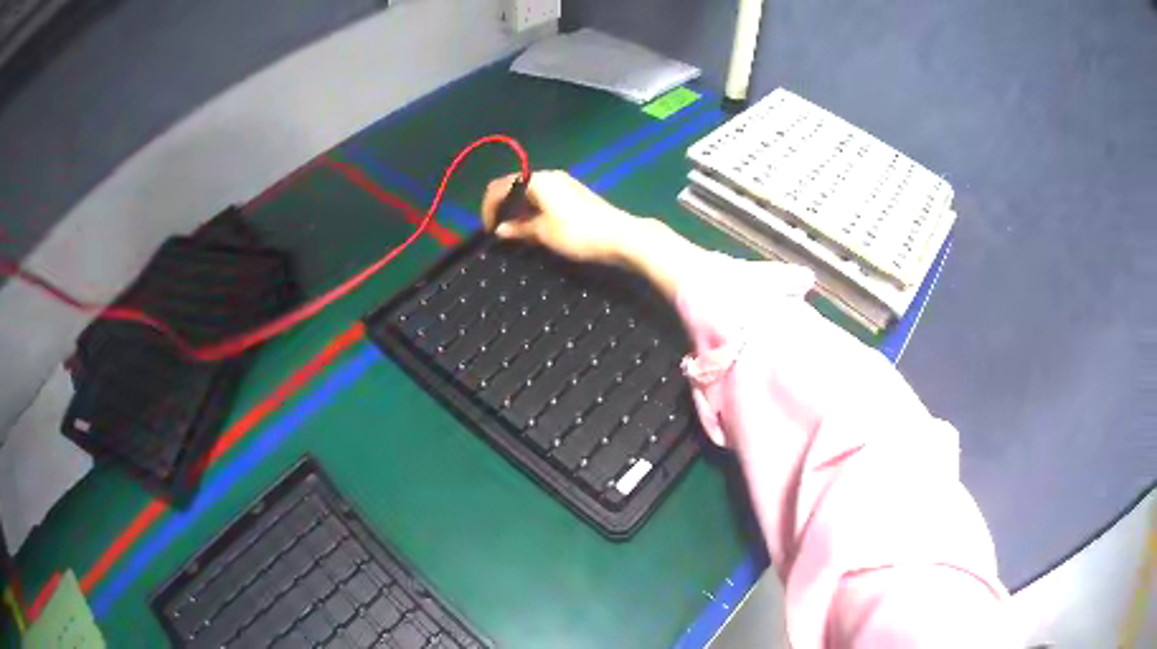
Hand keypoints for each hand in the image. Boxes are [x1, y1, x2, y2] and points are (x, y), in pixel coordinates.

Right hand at [480, 171, 636, 264]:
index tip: (488, 229)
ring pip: (530, 191)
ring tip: (515, 231)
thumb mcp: (543, 233)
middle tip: (499, 229)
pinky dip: (532, 208)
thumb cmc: (578, 233)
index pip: (501, 186)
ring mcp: (564, 184)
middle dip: (502, 206)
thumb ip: (519, 229)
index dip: (489, 207)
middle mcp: (549, 176)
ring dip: (517, 208)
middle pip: (515, 185)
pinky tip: (534, 226)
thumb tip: (500, 230)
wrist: (621, 235)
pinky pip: (543, 197)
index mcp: (537, 180)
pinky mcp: (574, 194)